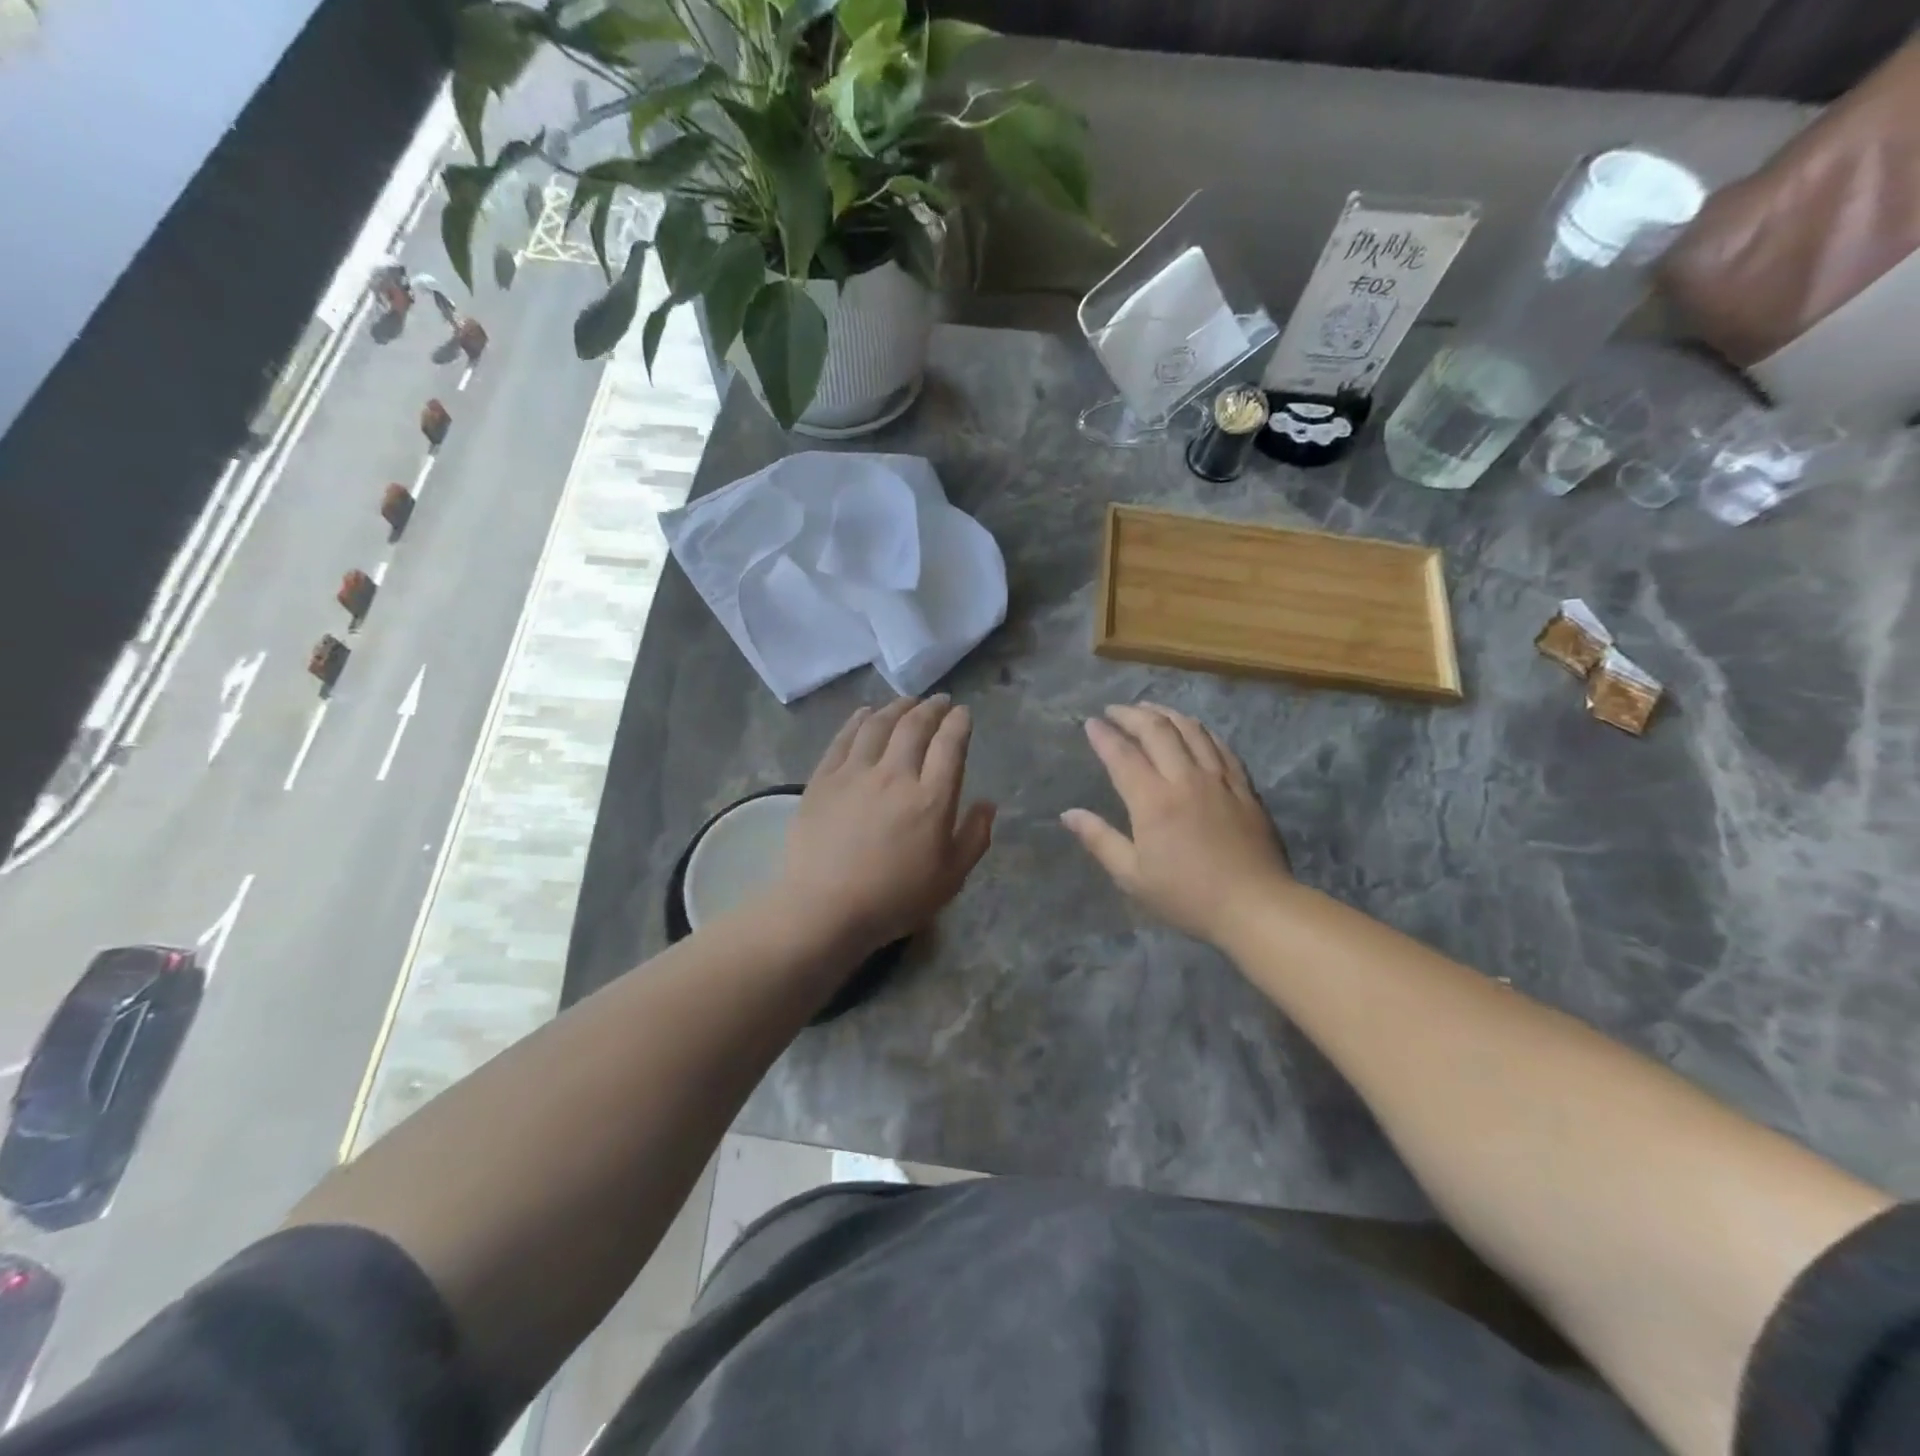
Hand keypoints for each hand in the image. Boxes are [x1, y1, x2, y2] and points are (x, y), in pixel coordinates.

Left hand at [776, 696, 995, 955]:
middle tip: (939, 700)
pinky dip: (859, 719)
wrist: (824, 909)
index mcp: (931, 798)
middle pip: (915, 726)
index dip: (959, 723)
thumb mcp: (950, 879)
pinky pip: (844, 737)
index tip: (963, 713)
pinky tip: (865, 713)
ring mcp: (855, 772)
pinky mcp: (823, 778)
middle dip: (931, 708)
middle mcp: (895, 774)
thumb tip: (987, 803)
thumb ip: (974, 837)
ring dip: (897, 707)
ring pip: (879, 724)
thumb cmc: (894, 899)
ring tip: (907, 702)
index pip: (950, 745)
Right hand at [1062, 704, 1290, 944]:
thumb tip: (1069, 814)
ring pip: (1190, 729)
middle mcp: (1185, 778)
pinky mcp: (1243, 786)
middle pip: (1157, 730)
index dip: (1103, 735)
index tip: (1090, 723)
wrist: (1255, 906)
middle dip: (1131, 714)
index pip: (1122, 755)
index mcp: (1153, 801)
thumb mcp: (1133, 876)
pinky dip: (1200, 730)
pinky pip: (1220, 745)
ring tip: (1149, 709)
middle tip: (1115, 710)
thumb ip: (1100, 840)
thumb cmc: (1187, 896)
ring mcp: (1218, 779)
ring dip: (1166, 713)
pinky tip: (1192, 729)